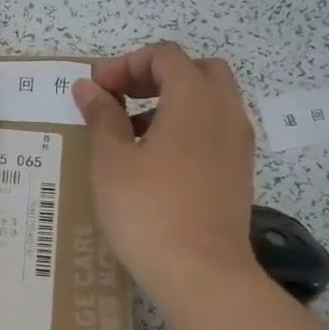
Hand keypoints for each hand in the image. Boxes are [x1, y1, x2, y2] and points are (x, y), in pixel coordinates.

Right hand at [72, 43, 258, 303]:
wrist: (202, 274)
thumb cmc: (148, 211)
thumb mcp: (111, 161)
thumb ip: (101, 116)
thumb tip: (89, 87)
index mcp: (194, 100)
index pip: (165, 56)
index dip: (125, 64)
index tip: (96, 89)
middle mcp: (225, 112)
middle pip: (196, 70)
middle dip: (155, 75)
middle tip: (122, 98)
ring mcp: (238, 144)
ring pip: (210, 101)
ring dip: (172, 101)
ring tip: (133, 131)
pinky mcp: (239, 172)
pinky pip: (216, 130)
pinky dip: (189, 127)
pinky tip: (158, 160)